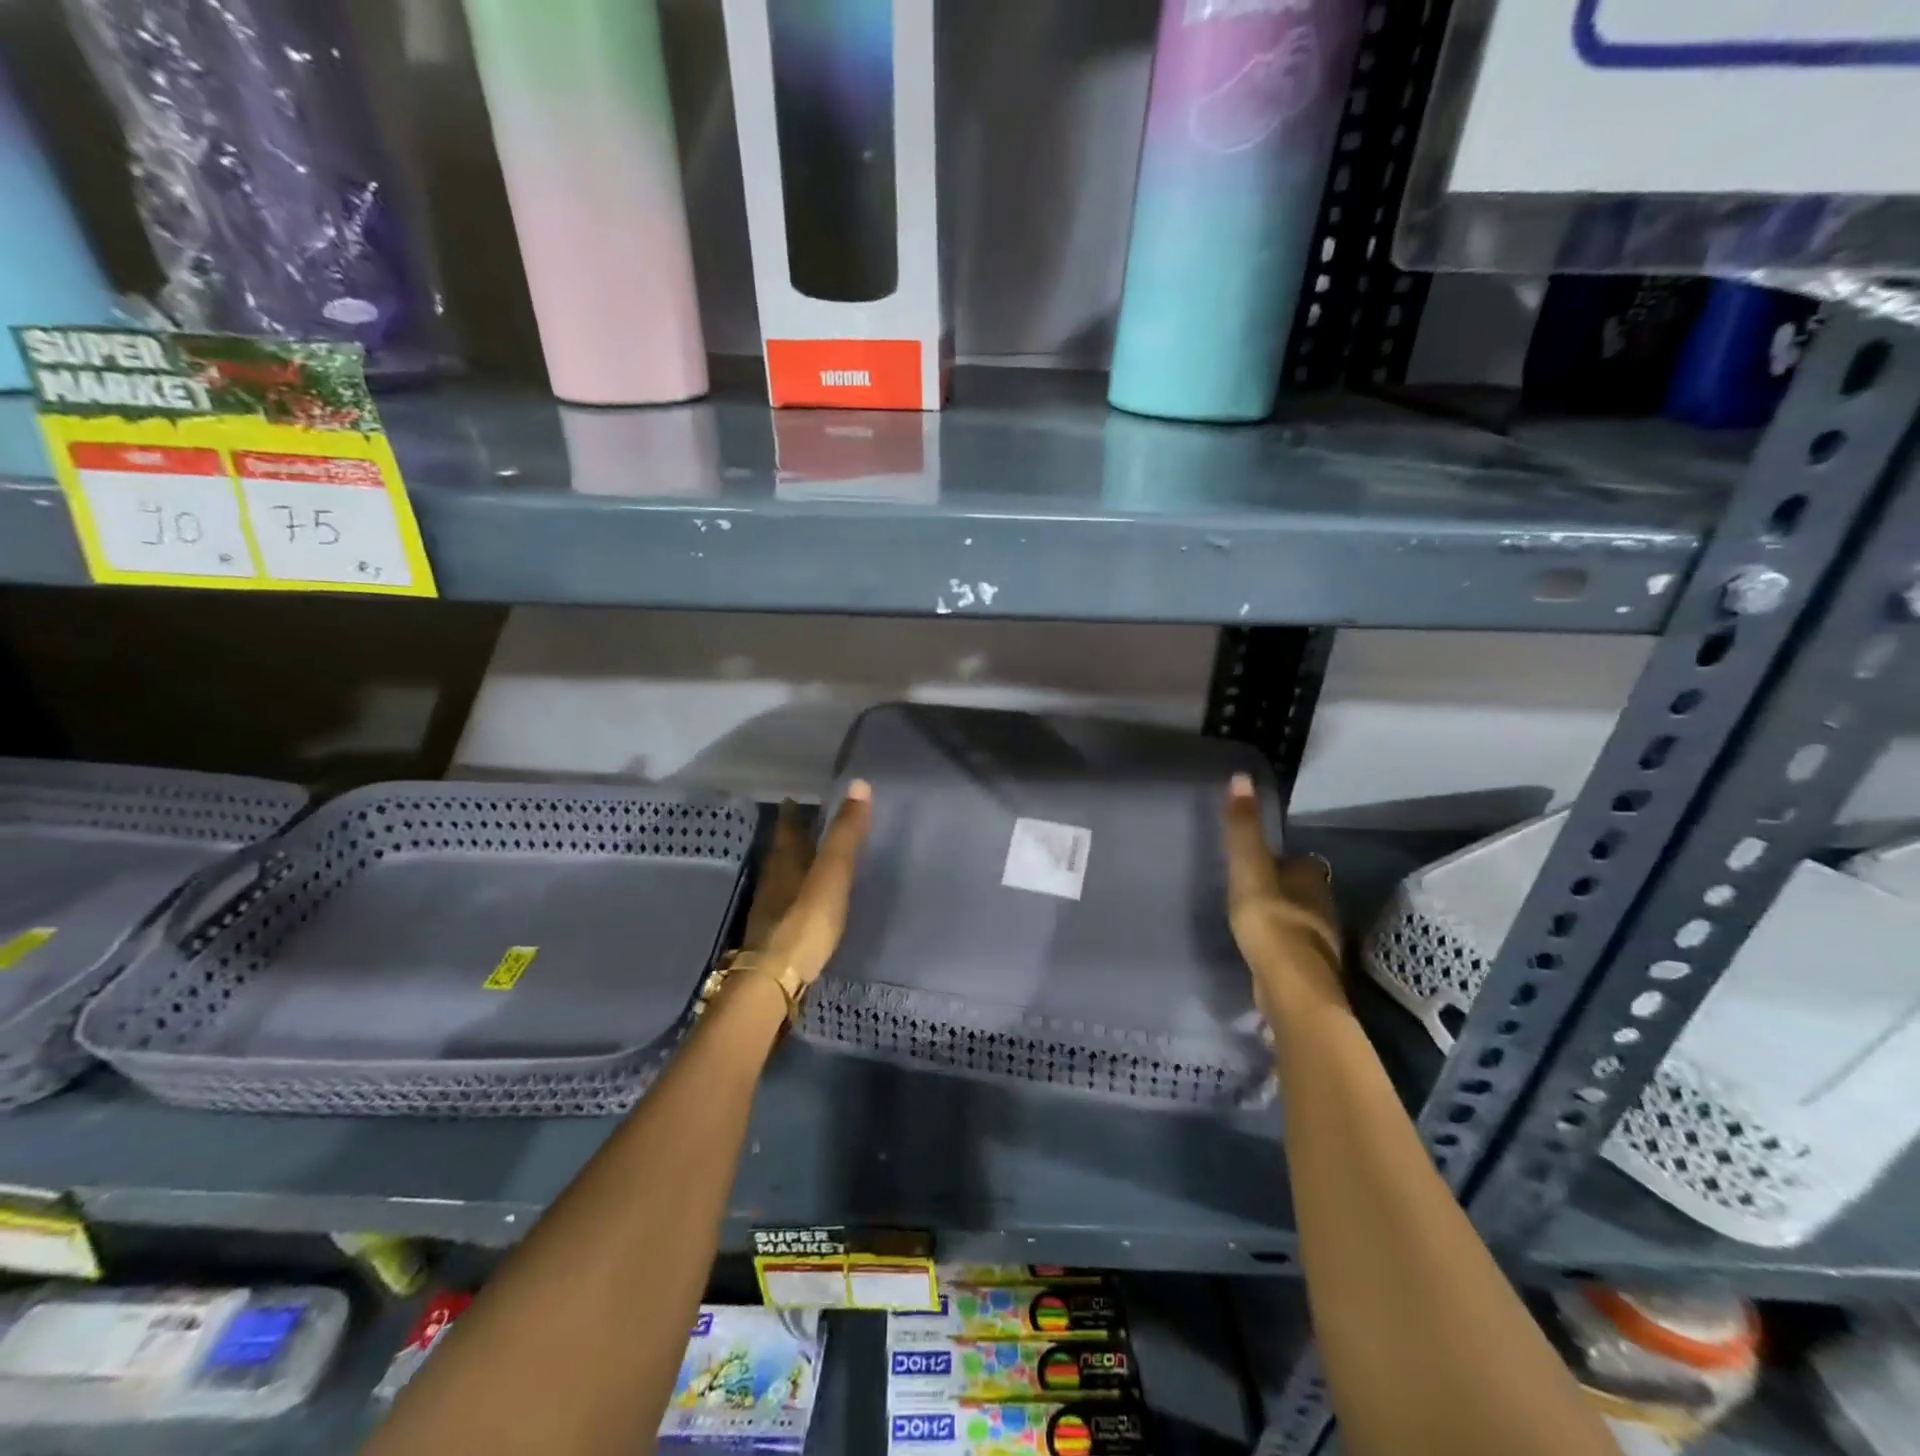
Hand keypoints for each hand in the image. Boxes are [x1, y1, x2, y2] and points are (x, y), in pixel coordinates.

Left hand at [737, 780, 872, 986]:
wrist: (775, 978)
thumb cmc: (806, 919)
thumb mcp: (832, 872)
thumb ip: (845, 833)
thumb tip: (858, 784)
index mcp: (786, 861)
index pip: (788, 829)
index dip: (792, 814)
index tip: (794, 799)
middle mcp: (773, 880)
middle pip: (781, 852)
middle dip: (790, 838)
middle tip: (801, 824)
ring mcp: (769, 910)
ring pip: (779, 877)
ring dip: (790, 865)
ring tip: (804, 859)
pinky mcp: (773, 936)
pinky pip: (783, 902)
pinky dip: (792, 893)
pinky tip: (800, 902)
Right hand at [1223, 773, 1345, 1026]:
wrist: (1290, 987)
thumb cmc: (1270, 920)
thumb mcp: (1248, 867)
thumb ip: (1243, 828)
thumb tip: (1241, 777)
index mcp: (1313, 879)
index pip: (1302, 862)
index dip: (1283, 860)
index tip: (1260, 863)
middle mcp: (1325, 908)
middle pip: (1305, 892)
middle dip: (1285, 890)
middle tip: (1253, 891)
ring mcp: (1322, 943)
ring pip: (1302, 921)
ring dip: (1285, 919)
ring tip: (1255, 920)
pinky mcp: (1311, 971)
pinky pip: (1295, 950)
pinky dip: (1283, 947)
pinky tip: (1264, 951)